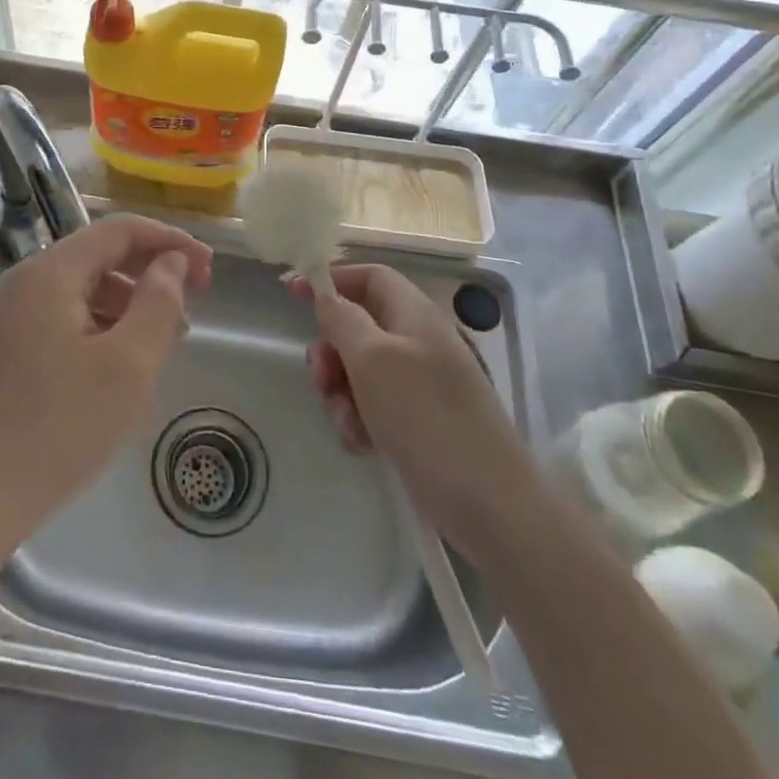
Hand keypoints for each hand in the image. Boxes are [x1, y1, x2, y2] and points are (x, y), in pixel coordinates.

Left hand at [0, 215, 213, 533]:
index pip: (118, 230)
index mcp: (49, 273)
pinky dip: (98, 325)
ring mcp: (7, 314)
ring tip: (162, 341)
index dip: (168, 241)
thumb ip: (158, 303)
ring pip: (80, 288)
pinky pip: (61, 316)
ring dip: (126, 303)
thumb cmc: (60, 427)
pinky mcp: (3, 345)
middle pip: (97, 256)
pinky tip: (119, 363)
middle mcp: (23, 281)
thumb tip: (172, 263)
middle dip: (149, 273)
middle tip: (192, 306)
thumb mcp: (128, 365)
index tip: (208, 268)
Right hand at [292, 264, 513, 531]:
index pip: (369, 276)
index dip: (331, 280)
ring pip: (361, 370)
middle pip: (359, 326)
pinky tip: (362, 444)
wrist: (487, 502)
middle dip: (332, 350)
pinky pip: (374, 406)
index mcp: (414, 314)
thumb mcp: (372, 358)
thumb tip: (326, 295)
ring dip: (342, 392)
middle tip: (320, 378)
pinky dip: (360, 420)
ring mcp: (420, 384)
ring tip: (346, 422)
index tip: (292, 294)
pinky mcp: (419, 422)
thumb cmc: (424, 415)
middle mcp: (418, 342)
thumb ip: (342, 319)